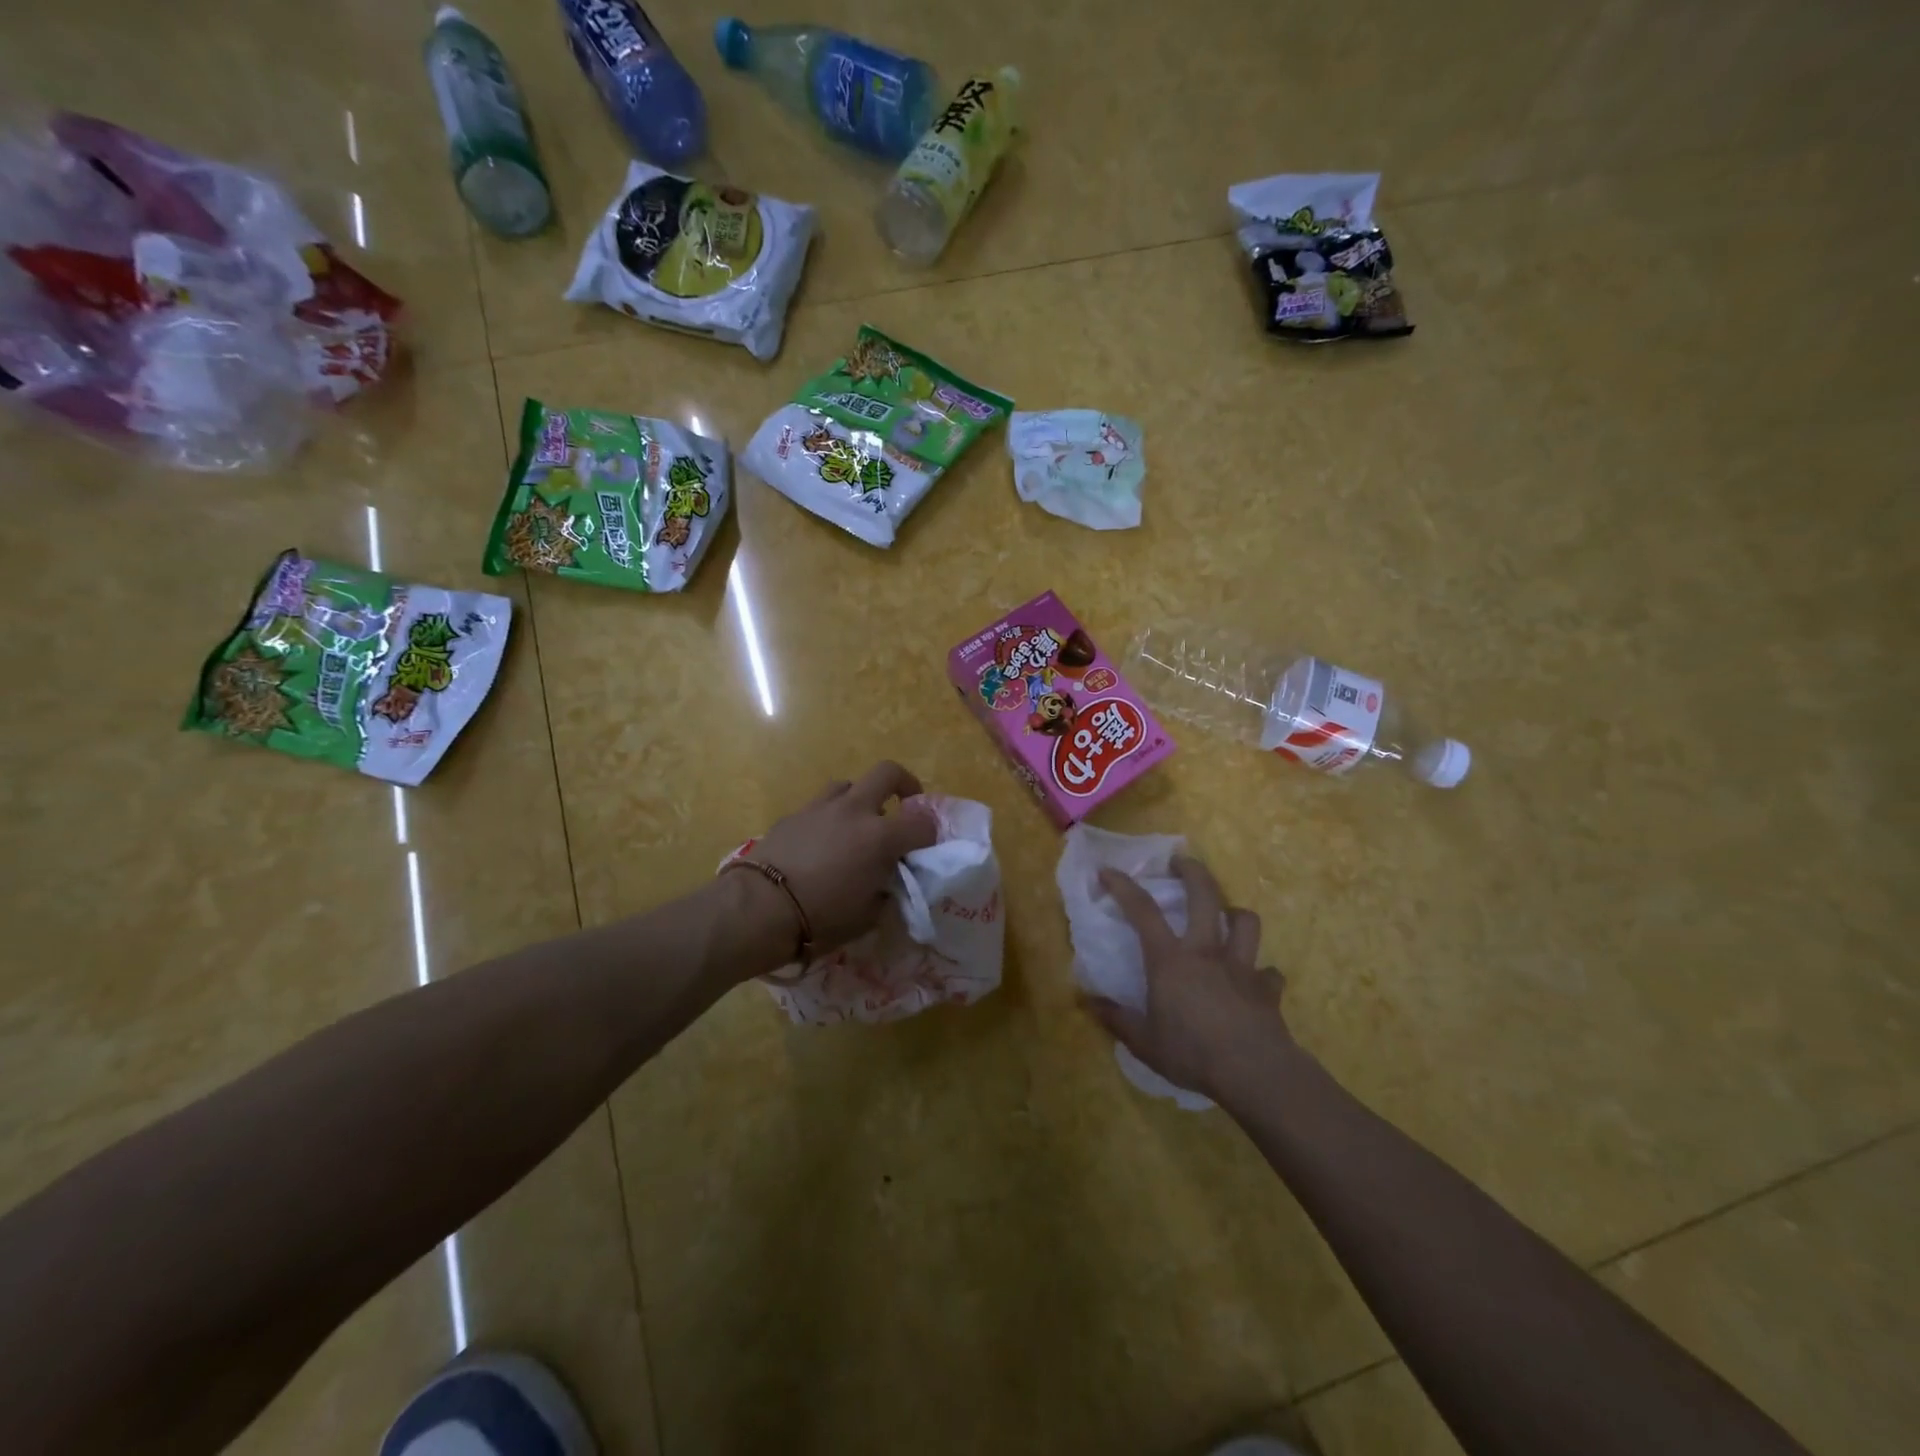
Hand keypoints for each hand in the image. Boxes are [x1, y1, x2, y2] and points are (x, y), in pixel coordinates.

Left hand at [738, 761, 938, 959]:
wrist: (759, 908)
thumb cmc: (821, 918)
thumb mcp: (868, 915)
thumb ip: (886, 889)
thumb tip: (888, 879)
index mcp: (880, 837)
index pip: (922, 824)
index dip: (930, 836)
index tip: (926, 848)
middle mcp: (854, 811)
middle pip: (888, 773)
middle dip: (904, 784)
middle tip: (905, 804)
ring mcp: (821, 808)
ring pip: (849, 785)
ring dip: (861, 799)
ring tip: (858, 825)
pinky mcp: (794, 814)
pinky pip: (821, 806)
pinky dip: (830, 817)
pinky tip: (823, 842)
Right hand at [1083, 855, 1295, 1104]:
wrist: (1255, 1072)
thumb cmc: (1193, 1053)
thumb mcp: (1144, 1042)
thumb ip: (1116, 1019)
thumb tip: (1088, 1001)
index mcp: (1170, 960)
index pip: (1142, 911)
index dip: (1123, 887)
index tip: (1108, 871)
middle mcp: (1206, 951)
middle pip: (1204, 896)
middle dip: (1193, 872)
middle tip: (1181, 862)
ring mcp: (1241, 966)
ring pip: (1245, 922)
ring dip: (1236, 914)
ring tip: (1227, 917)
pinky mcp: (1267, 989)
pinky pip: (1268, 973)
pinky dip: (1261, 973)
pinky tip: (1255, 982)